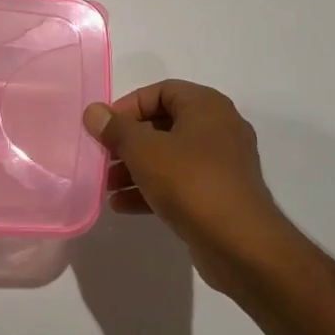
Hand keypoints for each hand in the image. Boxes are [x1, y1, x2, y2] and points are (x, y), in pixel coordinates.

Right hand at [83, 81, 291, 294]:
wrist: (240, 244)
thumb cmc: (191, 182)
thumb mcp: (144, 150)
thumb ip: (116, 129)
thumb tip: (93, 111)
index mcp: (207, 107)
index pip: (161, 91)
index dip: (128, 106)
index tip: (104, 128)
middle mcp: (218, 129)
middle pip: (163, 125)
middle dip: (128, 142)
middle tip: (102, 158)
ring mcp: (221, 164)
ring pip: (169, 157)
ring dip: (135, 169)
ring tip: (106, 186)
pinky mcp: (218, 195)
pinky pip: (179, 183)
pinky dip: (151, 189)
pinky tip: (122, 205)